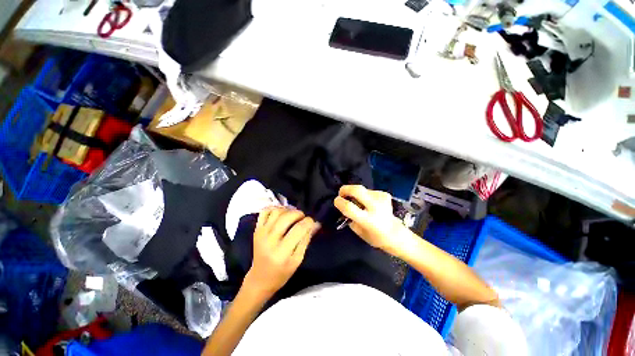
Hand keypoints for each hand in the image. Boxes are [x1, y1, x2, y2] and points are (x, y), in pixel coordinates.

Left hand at [243, 207, 319, 297]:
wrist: (260, 278)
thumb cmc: (282, 273)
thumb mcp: (298, 260)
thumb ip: (306, 240)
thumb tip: (316, 224)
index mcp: (282, 253)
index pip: (298, 229)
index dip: (308, 222)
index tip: (312, 221)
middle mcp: (269, 241)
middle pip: (286, 217)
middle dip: (299, 213)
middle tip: (303, 217)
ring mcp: (261, 233)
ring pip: (276, 211)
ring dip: (287, 209)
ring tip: (293, 215)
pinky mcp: (256, 229)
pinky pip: (264, 211)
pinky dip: (274, 208)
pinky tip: (281, 213)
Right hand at [334, 185, 407, 255]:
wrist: (396, 234)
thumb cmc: (374, 237)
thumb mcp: (358, 231)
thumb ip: (349, 217)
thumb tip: (343, 205)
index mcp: (368, 220)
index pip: (349, 207)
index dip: (339, 202)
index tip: (336, 201)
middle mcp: (375, 207)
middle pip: (357, 190)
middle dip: (345, 189)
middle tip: (341, 193)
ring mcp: (381, 199)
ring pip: (362, 189)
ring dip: (355, 193)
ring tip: (357, 201)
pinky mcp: (385, 195)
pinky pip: (369, 191)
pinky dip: (365, 195)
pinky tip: (368, 202)